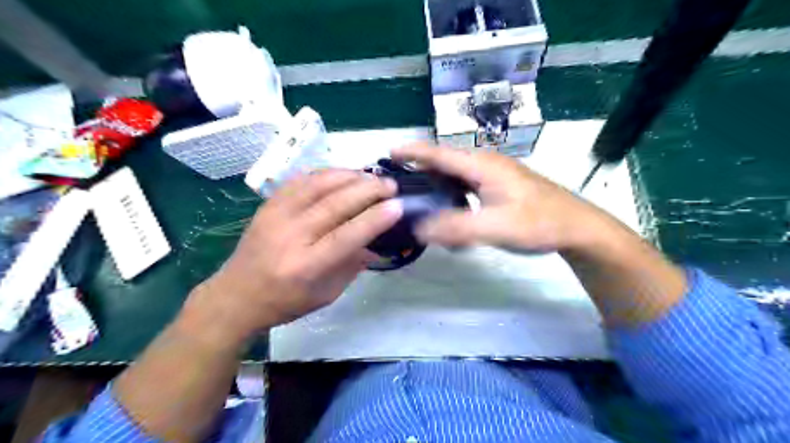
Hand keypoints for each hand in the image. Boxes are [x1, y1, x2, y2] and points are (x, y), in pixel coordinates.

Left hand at [186, 169, 401, 339]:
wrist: (235, 296)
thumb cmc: (286, 302)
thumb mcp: (327, 294)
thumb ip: (353, 265)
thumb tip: (377, 242)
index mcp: (306, 266)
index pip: (346, 236)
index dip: (375, 219)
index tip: (398, 205)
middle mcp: (290, 236)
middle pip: (334, 204)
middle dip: (368, 190)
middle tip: (390, 185)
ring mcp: (275, 216)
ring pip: (317, 185)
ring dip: (349, 176)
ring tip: (370, 176)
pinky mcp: (268, 205)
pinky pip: (300, 180)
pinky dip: (326, 173)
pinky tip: (342, 173)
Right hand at [392, 143, 606, 251]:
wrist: (576, 228)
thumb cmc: (538, 223)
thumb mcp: (495, 227)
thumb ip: (455, 228)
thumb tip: (418, 228)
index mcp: (482, 166)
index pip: (440, 154)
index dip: (413, 152)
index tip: (389, 153)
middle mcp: (486, 165)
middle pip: (446, 164)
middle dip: (421, 171)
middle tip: (400, 186)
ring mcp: (494, 176)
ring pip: (457, 177)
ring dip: (438, 187)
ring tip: (422, 202)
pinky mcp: (500, 187)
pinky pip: (468, 188)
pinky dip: (454, 197)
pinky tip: (453, 214)